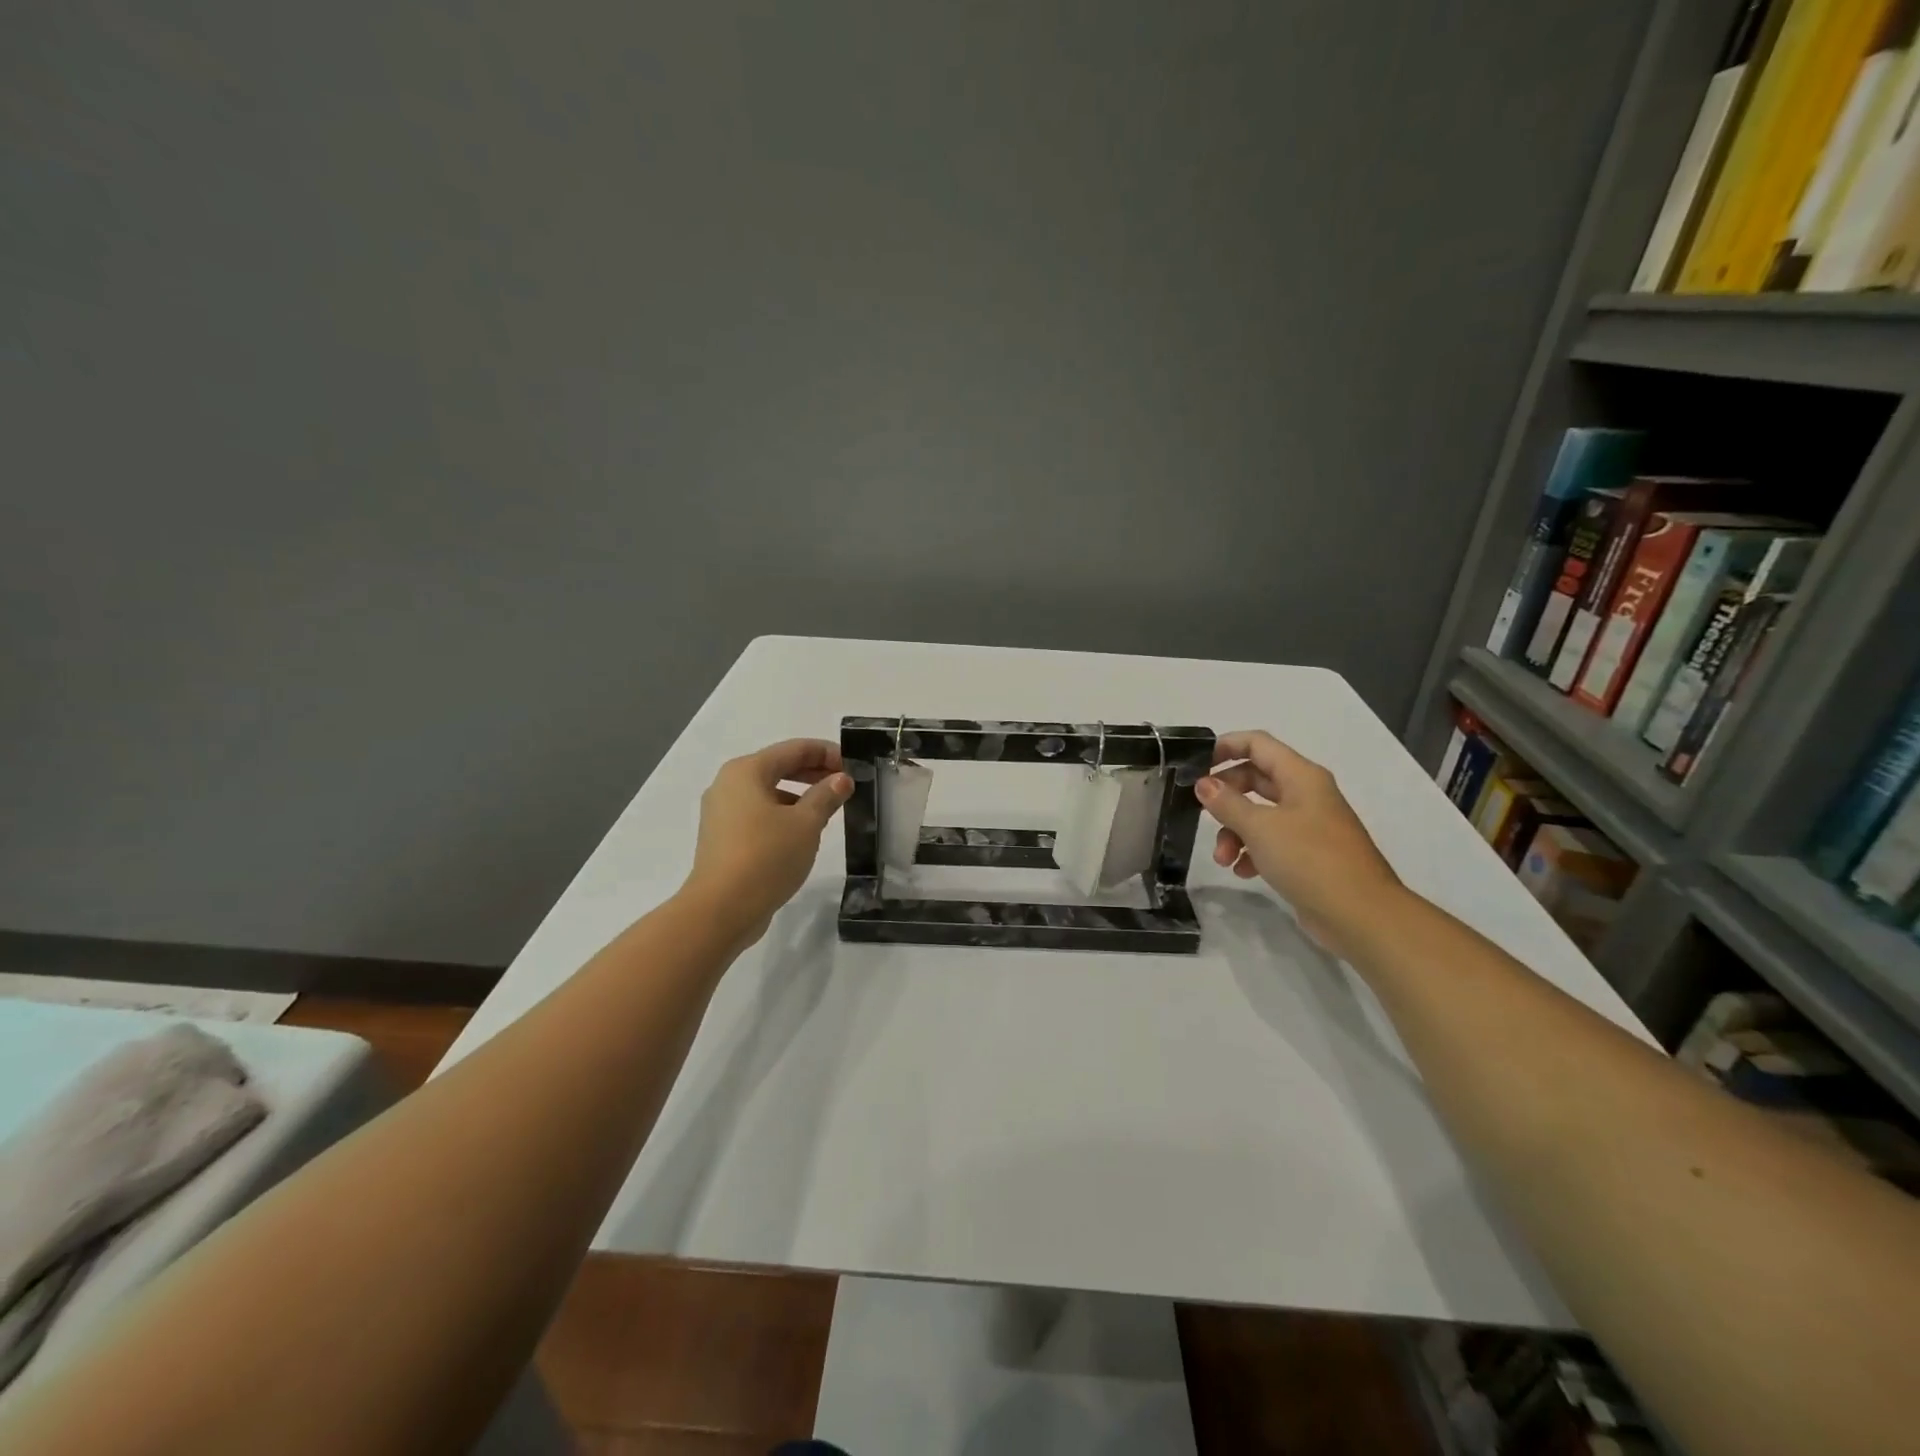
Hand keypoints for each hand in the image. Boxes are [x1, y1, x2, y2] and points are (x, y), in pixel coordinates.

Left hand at [683, 739, 852, 947]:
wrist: (721, 910)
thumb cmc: (766, 857)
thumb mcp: (806, 824)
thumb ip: (826, 796)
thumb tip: (841, 780)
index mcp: (746, 771)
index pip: (794, 749)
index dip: (827, 753)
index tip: (854, 765)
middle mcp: (728, 785)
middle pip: (778, 767)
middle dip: (814, 772)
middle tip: (845, 784)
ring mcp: (721, 812)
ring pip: (768, 792)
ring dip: (800, 795)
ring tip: (828, 809)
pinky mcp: (723, 838)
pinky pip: (759, 814)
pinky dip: (783, 814)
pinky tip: (803, 832)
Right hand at [1196, 729, 1403, 957]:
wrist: (1361, 915)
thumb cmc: (1310, 859)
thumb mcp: (1260, 828)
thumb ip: (1227, 803)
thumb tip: (1203, 784)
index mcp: (1301, 776)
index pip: (1257, 744)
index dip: (1225, 746)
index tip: (1195, 764)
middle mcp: (1306, 794)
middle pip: (1255, 779)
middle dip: (1226, 797)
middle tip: (1201, 812)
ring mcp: (1309, 825)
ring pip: (1259, 814)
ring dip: (1234, 831)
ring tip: (1223, 858)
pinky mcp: (1308, 854)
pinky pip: (1271, 841)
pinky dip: (1252, 852)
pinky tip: (1242, 871)